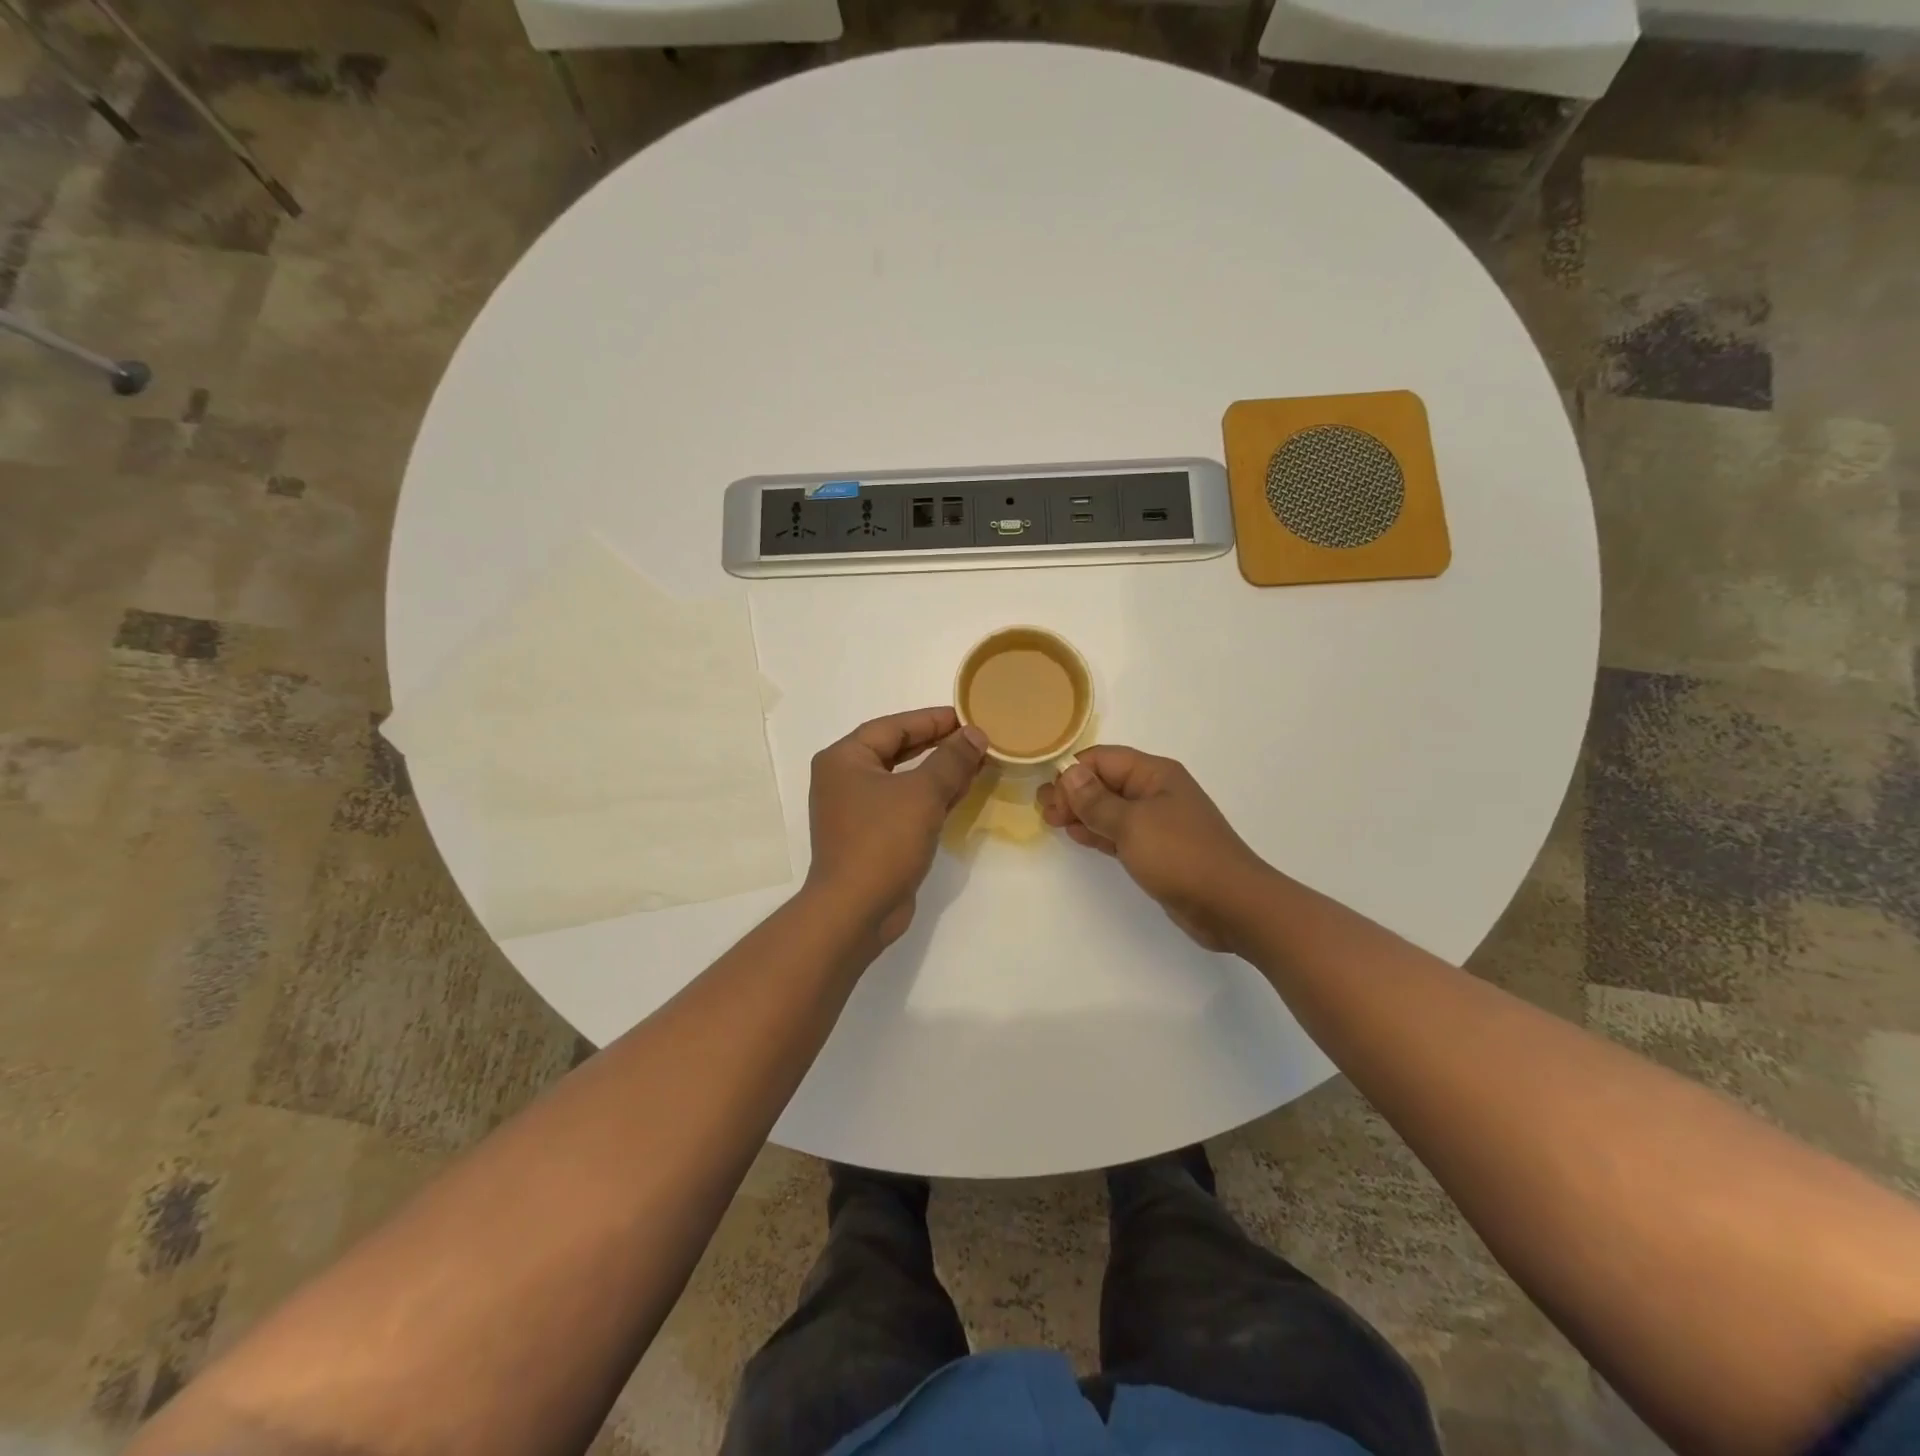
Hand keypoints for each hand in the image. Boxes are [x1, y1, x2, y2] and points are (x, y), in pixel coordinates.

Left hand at [805, 707, 988, 945]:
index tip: (968, 716)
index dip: (933, 719)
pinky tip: (961, 792)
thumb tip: (974, 734)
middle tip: (976, 738)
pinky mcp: (871, 835)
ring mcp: (857, 809)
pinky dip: (931, 797)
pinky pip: (905, 804)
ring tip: (977, 761)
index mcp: (845, 759)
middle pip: (897, 751)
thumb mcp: (923, 793)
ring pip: (903, 779)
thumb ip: (951, 759)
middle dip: (938, 745)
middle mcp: (845, 779)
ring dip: (939, 771)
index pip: (894, 727)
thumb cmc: (883, 841)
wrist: (856, 910)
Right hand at [1037, 746, 1268, 951]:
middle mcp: (1156, 791)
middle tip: (1044, 811)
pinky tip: (1077, 836)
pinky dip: (1098, 832)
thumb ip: (1096, 801)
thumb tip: (1069, 774)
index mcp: (1155, 774)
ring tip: (1052, 822)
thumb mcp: (1132, 824)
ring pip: (1110, 808)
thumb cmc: (1181, 855)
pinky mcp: (1157, 850)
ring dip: (1082, 812)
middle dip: (1073, 793)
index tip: (1047, 795)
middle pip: (1105, 782)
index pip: (1103, 759)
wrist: (1232, 905)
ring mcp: (1158, 822)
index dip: (1073, 773)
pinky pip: (1120, 832)